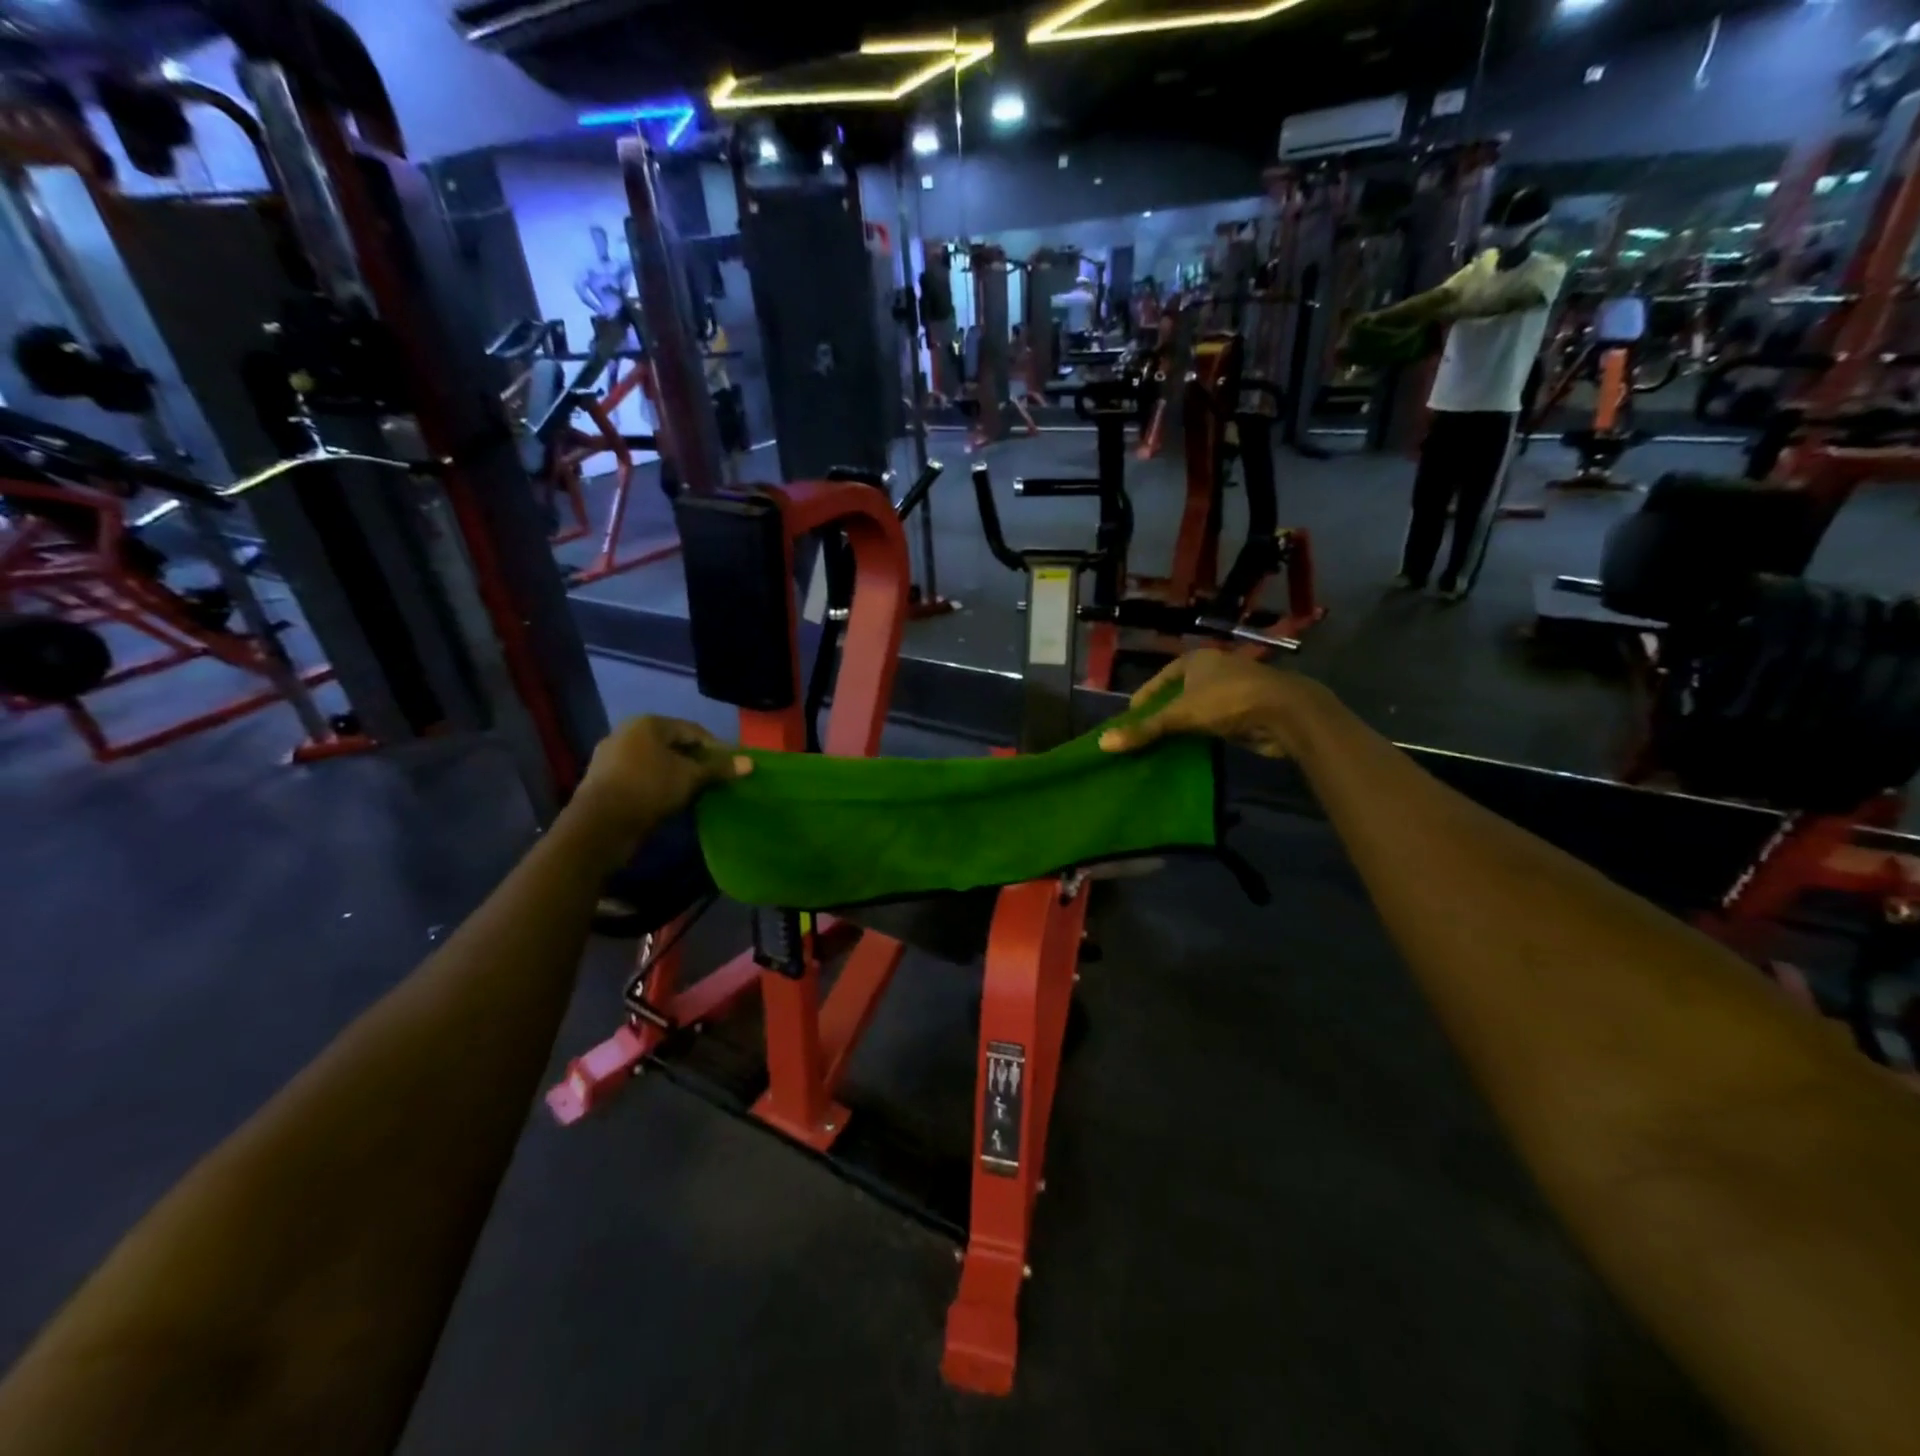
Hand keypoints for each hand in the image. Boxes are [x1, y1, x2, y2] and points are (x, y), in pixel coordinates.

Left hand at [570, 716, 751, 850]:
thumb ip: (719, 768)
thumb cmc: (650, 788)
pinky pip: (640, 775)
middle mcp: (626, 732)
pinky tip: (670, 798)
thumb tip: (750, 763)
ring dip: (677, 772)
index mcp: (648, 723)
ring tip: (696, 790)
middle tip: (715, 778)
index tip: (732, 765)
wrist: (600, 825)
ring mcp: (611, 756)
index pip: (693, 730)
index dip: (716, 747)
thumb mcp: (691, 777)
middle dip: (695, 760)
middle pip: (672, 744)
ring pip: (655, 760)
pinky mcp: (603, 779)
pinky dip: (658, 782)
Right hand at [1098, 651, 1326, 759]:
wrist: (1286, 713)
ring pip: (1197, 709)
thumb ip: (1145, 730)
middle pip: (1179, 694)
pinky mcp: (1246, 711)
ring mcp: (1233, 689)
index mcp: (1196, 659)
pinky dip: (1201, 735)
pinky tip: (1190, 751)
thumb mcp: (1181, 715)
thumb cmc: (1228, 701)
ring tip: (1162, 747)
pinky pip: (1214, 723)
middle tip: (1143, 736)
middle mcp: (1214, 669)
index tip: (1130, 719)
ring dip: (1182, 726)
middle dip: (1162, 714)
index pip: (1160, 678)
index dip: (1144, 698)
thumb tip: (1103, 743)